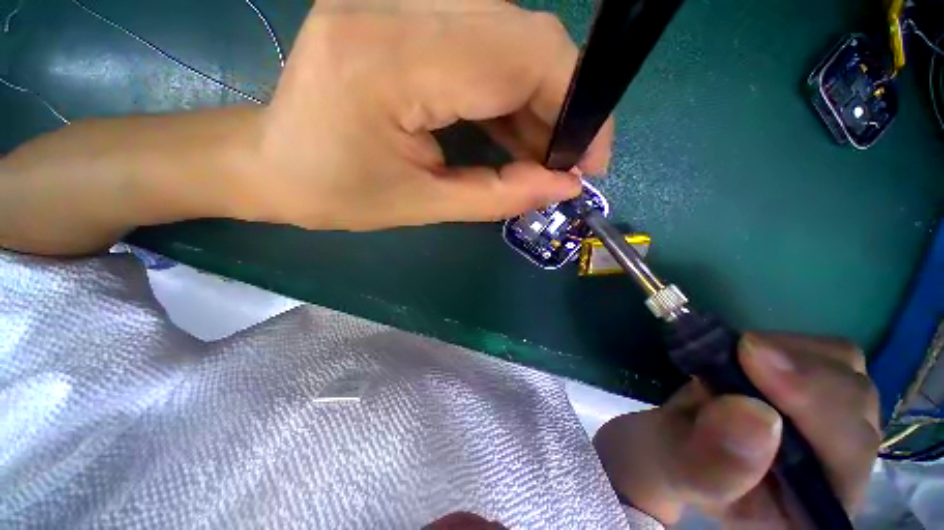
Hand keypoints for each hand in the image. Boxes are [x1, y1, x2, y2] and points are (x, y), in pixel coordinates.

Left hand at [248, 0, 612, 229]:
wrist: (273, 163)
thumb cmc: (336, 194)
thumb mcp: (423, 206)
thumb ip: (499, 195)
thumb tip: (563, 187)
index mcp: (390, 62)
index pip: (521, 57)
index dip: (576, 106)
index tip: (588, 161)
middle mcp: (396, 7)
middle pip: (524, 36)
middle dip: (563, 104)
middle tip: (565, 162)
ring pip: (510, 36)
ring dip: (539, 101)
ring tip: (540, 155)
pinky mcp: (401, 12)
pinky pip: (484, 43)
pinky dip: (511, 91)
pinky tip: (513, 132)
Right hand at [594, 333, 879, 527]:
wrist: (670, 443)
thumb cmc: (669, 464)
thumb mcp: (673, 469)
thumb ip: (709, 461)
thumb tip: (754, 414)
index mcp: (809, 512)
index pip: (846, 459)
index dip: (814, 407)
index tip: (752, 360)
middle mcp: (838, 473)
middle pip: (855, 410)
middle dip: (800, 376)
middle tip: (741, 349)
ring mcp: (834, 429)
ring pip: (848, 376)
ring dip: (793, 357)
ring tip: (739, 358)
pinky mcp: (819, 394)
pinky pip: (828, 356)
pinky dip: (790, 345)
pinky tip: (751, 356)